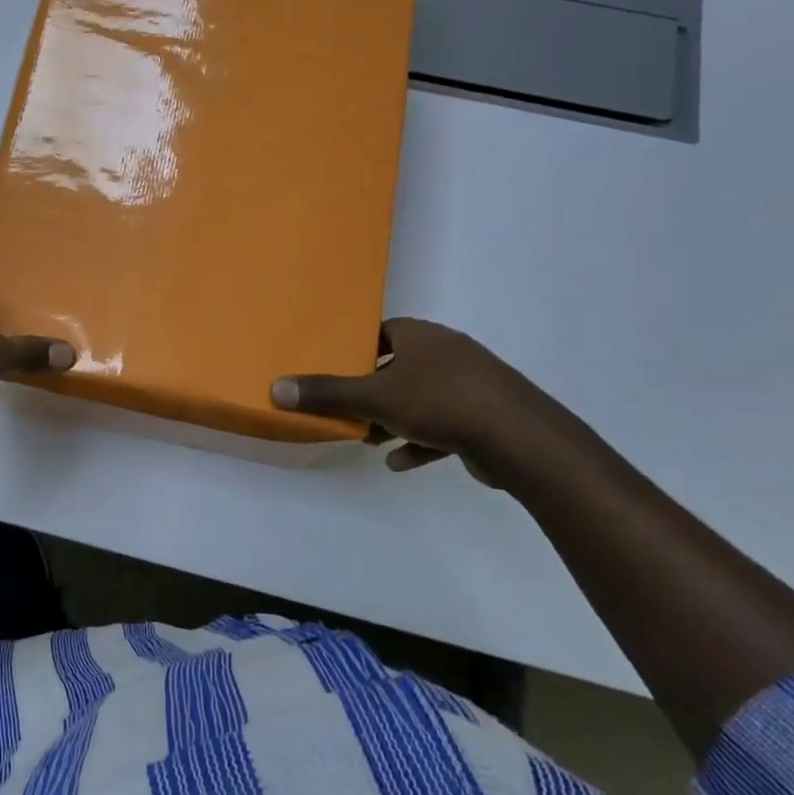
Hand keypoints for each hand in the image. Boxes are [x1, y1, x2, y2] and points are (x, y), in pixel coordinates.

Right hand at [270, 319, 543, 476]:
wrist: (518, 437)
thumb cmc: (440, 402)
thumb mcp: (373, 397)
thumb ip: (326, 394)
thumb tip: (275, 388)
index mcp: (421, 336)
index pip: (382, 332)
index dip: (358, 349)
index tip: (336, 370)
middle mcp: (447, 352)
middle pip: (400, 367)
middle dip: (372, 390)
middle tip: (347, 409)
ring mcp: (470, 383)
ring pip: (421, 398)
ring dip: (394, 419)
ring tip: (369, 439)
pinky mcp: (485, 415)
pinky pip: (444, 424)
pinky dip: (420, 441)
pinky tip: (400, 463)